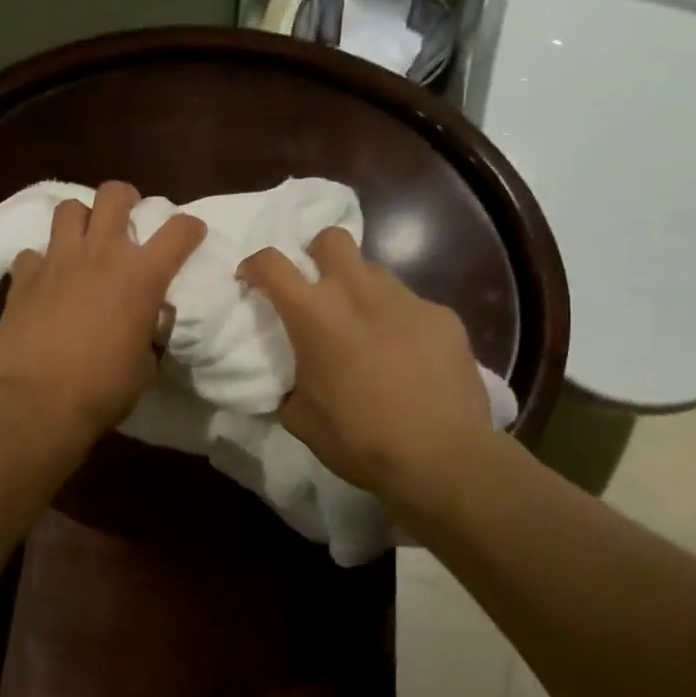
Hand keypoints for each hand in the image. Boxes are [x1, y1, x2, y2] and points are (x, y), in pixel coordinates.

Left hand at [0, 181, 206, 442]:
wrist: (37, 403)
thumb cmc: (102, 390)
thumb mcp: (146, 364)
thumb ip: (151, 332)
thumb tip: (148, 322)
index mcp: (141, 276)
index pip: (179, 230)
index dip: (190, 228)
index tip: (190, 235)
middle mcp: (101, 254)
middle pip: (114, 193)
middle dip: (126, 199)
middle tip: (127, 220)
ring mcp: (57, 260)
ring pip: (69, 208)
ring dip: (81, 220)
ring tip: (83, 242)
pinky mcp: (22, 276)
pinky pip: (33, 252)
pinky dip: (42, 262)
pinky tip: (45, 281)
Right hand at [238, 227, 497, 514]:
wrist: (441, 457)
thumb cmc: (359, 439)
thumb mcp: (300, 418)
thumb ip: (287, 385)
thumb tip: (288, 379)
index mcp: (315, 315)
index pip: (272, 263)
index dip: (255, 265)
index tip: (252, 280)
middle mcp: (358, 293)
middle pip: (332, 238)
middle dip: (317, 254)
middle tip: (317, 289)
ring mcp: (406, 300)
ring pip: (374, 272)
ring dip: (360, 290)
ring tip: (367, 328)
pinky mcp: (443, 316)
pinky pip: (412, 305)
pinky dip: (400, 321)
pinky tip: (409, 356)